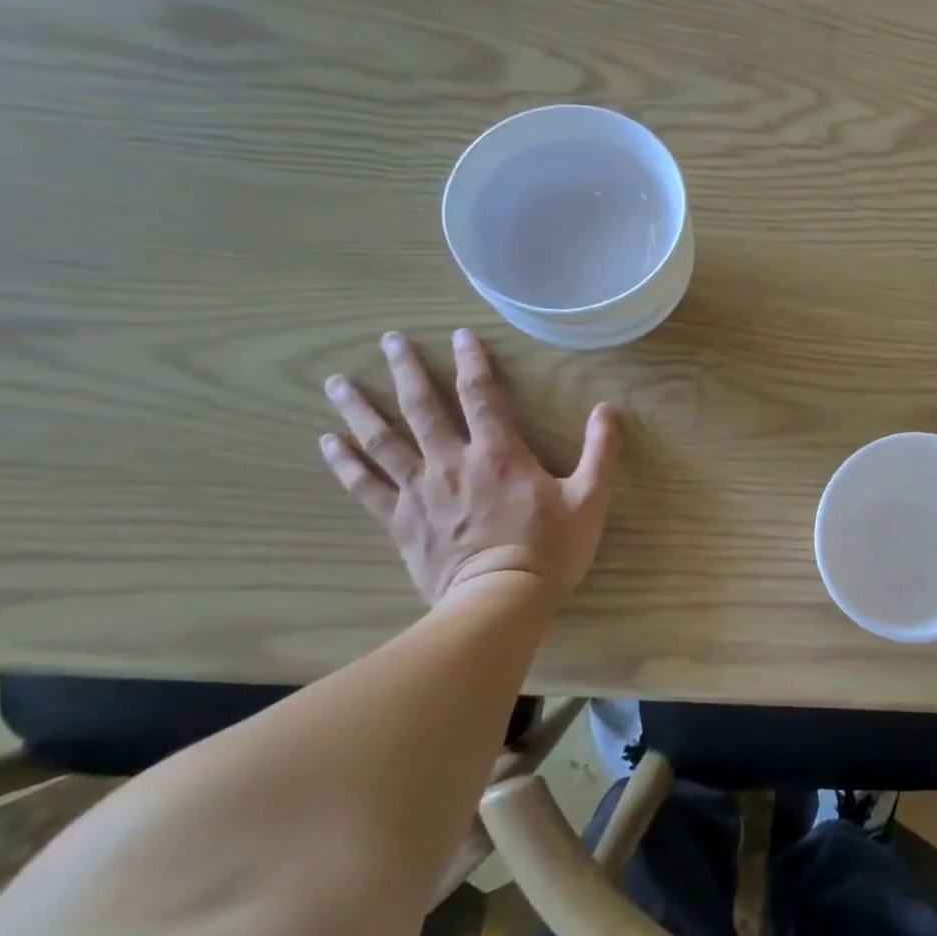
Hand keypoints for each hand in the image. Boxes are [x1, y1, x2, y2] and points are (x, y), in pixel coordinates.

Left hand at [320, 328, 619, 605]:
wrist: (500, 600)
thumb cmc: (550, 548)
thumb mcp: (591, 497)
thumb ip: (600, 451)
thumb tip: (608, 409)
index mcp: (499, 453)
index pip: (481, 394)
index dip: (472, 361)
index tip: (460, 335)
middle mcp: (452, 461)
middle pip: (422, 407)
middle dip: (406, 369)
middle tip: (389, 340)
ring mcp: (420, 491)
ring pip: (382, 440)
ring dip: (360, 408)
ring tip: (338, 382)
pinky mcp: (401, 521)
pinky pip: (365, 486)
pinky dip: (345, 462)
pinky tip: (328, 443)